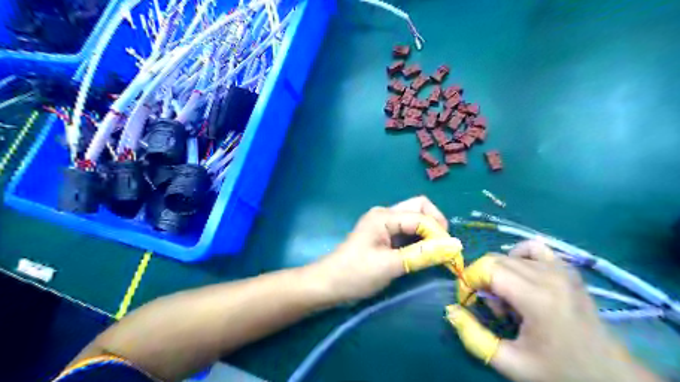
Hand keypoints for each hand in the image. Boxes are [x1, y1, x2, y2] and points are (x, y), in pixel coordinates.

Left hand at [307, 197, 461, 303]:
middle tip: (444, 249)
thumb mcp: (390, 265)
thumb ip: (422, 255)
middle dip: (436, 225)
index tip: (451, 255)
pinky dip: (420, 241)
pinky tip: (424, 255)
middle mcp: (386, 214)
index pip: (421, 216)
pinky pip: (408, 232)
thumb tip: (454, 247)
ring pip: (415, 220)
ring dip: (429, 234)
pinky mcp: (384, 236)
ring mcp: (384, 225)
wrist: (328, 285)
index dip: (438, 233)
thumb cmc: (355, 274)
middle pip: (420, 209)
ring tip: (438, 254)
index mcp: (384, 216)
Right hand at [448, 242, 664, 381]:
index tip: (467, 299)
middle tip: (490, 306)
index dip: (469, 279)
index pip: (488, 268)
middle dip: (482, 278)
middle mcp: (549, 276)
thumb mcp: (511, 363)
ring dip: (499, 272)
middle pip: (496, 259)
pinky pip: (533, 248)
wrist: (609, 375)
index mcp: (537, 298)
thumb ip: (474, 337)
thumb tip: (451, 310)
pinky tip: (521, 275)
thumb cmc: (558, 370)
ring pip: (510, 254)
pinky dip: (519, 256)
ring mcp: (561, 269)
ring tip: (508, 296)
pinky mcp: (567, 269)